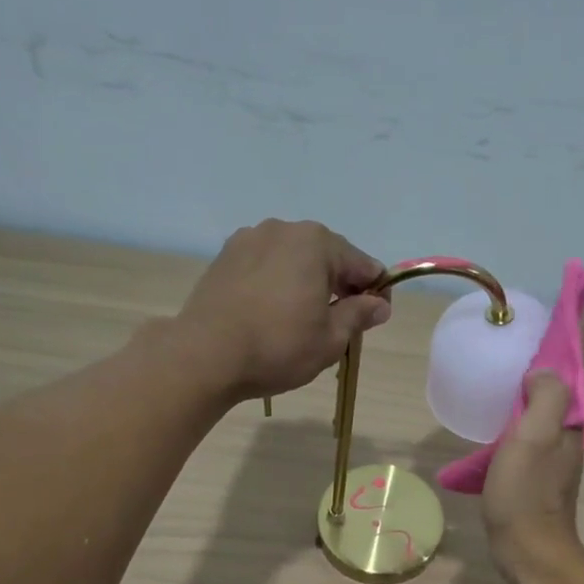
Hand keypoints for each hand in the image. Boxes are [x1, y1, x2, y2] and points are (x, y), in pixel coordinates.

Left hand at [174, 219, 392, 399]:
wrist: (205, 355)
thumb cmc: (278, 347)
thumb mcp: (330, 339)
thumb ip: (359, 315)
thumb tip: (378, 304)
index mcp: (317, 243)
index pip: (363, 265)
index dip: (375, 293)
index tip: (376, 319)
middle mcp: (284, 229)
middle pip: (327, 256)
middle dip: (341, 285)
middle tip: (342, 323)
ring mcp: (249, 239)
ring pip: (294, 259)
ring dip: (307, 283)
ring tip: (304, 320)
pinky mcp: (225, 257)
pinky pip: (266, 266)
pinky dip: (278, 284)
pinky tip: (273, 313)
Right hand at [481, 320, 583, 568]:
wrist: (529, 549)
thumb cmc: (527, 493)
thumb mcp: (534, 437)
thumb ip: (546, 397)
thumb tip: (543, 371)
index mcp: (572, 418)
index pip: (581, 363)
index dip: (579, 330)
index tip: (576, 296)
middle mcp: (571, 429)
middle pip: (570, 378)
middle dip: (563, 346)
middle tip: (540, 319)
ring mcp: (556, 449)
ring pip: (552, 400)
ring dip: (543, 373)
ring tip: (520, 353)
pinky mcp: (538, 465)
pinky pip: (534, 420)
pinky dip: (525, 402)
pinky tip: (505, 404)